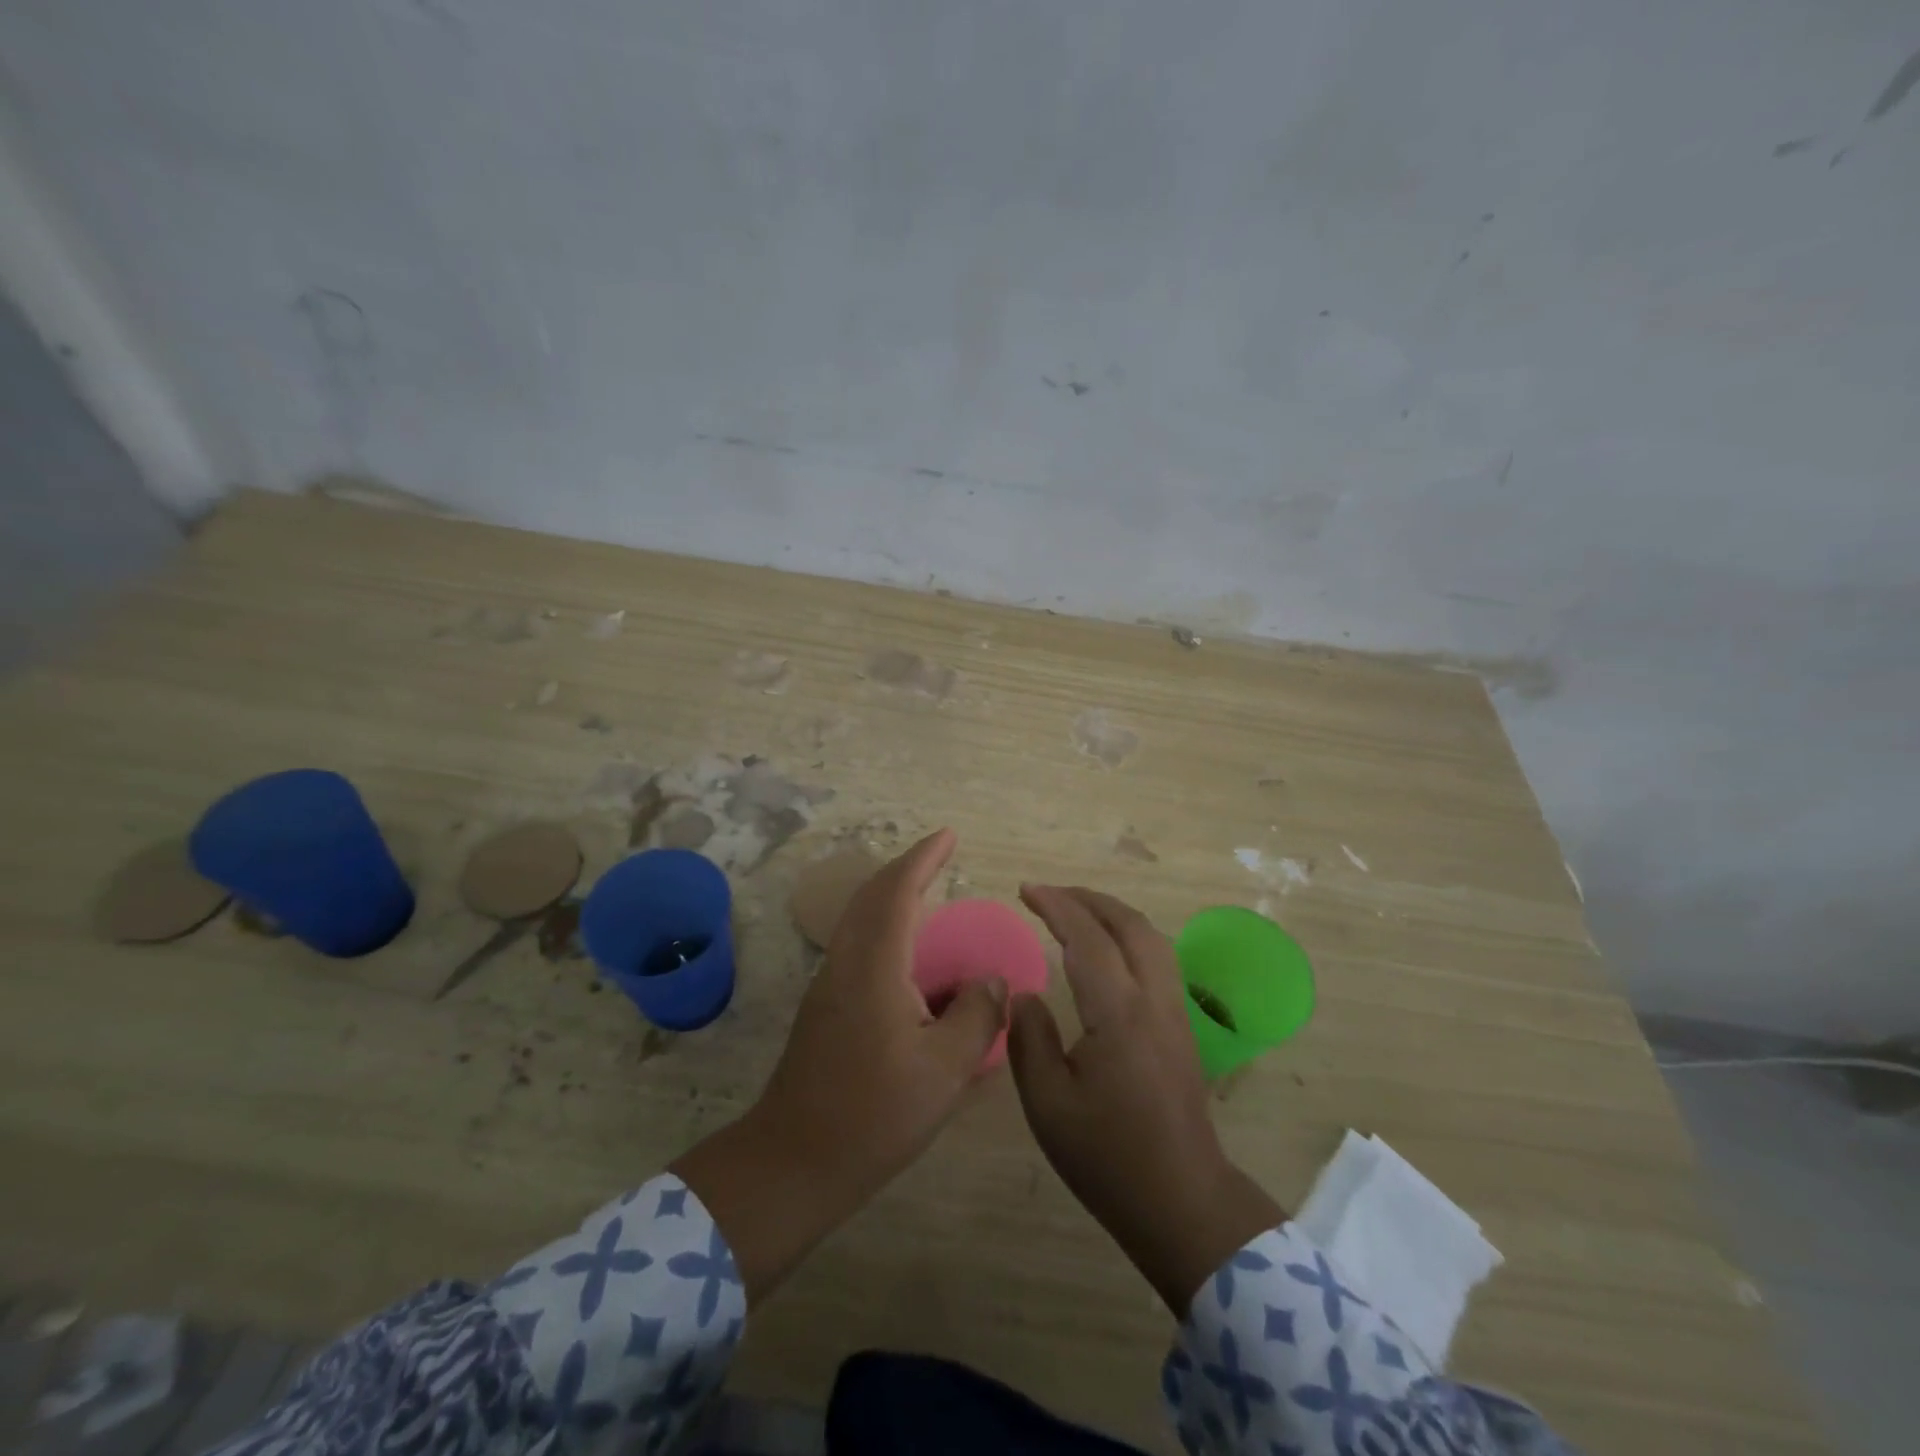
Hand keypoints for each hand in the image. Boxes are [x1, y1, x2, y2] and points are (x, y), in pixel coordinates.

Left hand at [673, 829, 1006, 1305]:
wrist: (793, 1162)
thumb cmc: (873, 1114)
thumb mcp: (943, 1070)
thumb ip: (976, 1016)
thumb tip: (992, 979)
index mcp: (873, 966)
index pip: (897, 891)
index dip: (923, 858)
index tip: (948, 835)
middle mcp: (846, 963)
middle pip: (872, 896)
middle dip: (907, 868)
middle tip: (940, 855)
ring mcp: (829, 985)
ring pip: (861, 920)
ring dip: (893, 896)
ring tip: (930, 897)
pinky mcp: (825, 1008)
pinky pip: (858, 946)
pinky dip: (886, 929)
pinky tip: (912, 959)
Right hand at [1008, 885, 1283, 1315]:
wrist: (1182, 1200)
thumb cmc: (1109, 1157)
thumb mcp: (1049, 1104)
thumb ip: (1030, 1039)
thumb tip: (1024, 994)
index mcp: (1119, 1013)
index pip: (1088, 938)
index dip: (1057, 906)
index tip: (1026, 890)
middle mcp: (1155, 999)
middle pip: (1129, 925)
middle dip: (1088, 899)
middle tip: (1049, 893)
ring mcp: (1176, 1011)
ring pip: (1151, 938)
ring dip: (1113, 913)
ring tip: (1077, 910)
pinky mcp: (1183, 1027)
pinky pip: (1158, 958)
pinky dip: (1129, 935)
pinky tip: (1109, 951)